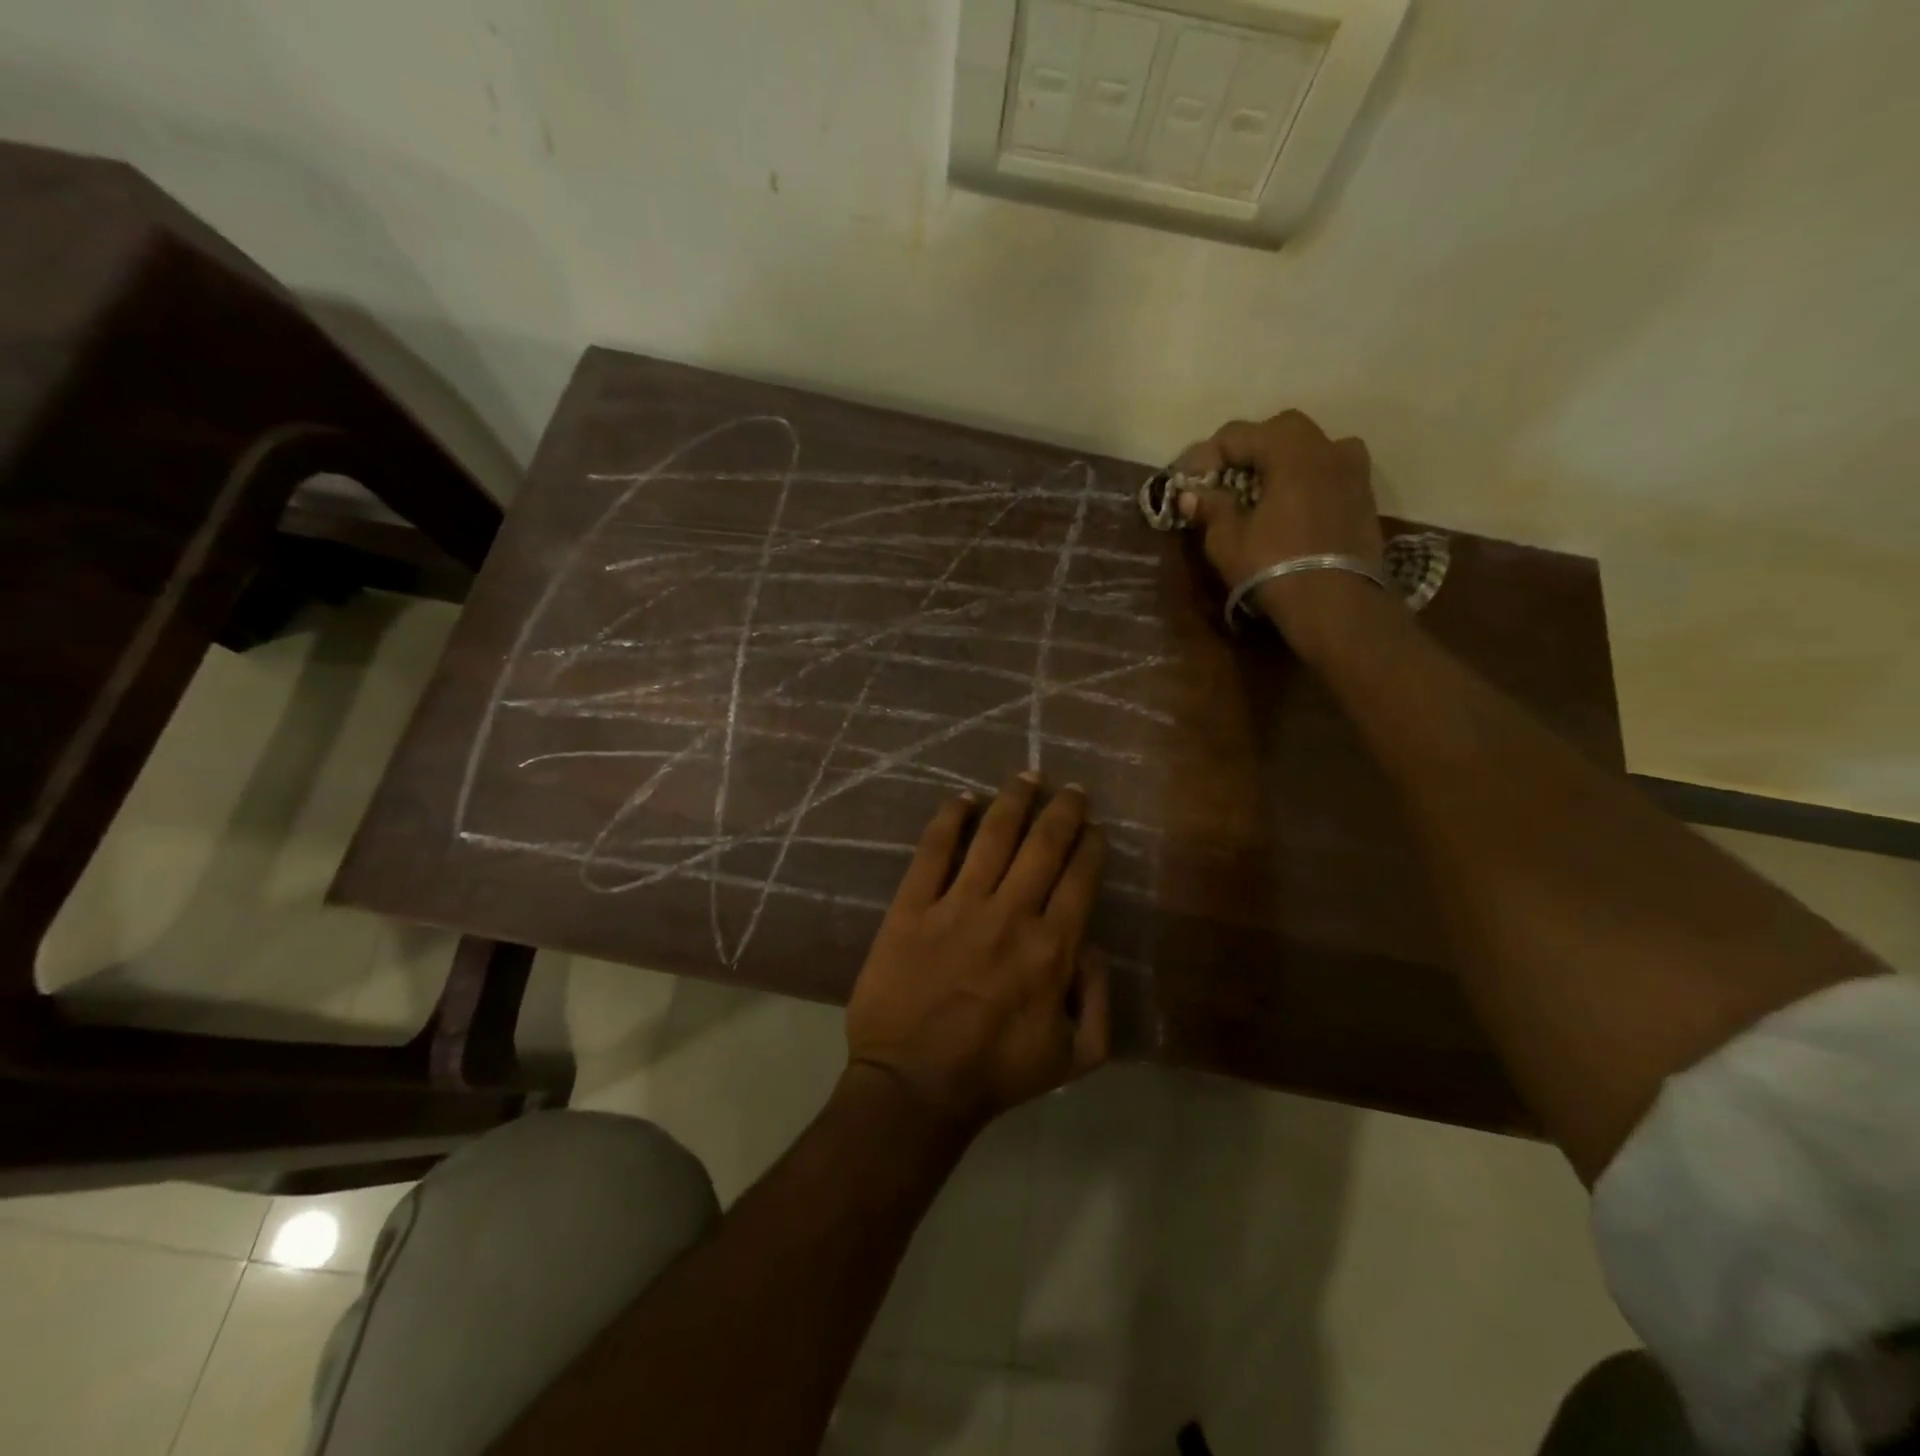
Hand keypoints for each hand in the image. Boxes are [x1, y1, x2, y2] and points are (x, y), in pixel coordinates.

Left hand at [845, 774, 1109, 1130]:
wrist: (914, 1086)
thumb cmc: (996, 1073)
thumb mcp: (1075, 1056)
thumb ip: (1100, 999)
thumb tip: (1094, 945)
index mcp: (1053, 948)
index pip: (1081, 877)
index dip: (1090, 845)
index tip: (1094, 827)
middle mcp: (1010, 914)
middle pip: (1044, 845)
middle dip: (1063, 809)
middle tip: (1070, 788)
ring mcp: (957, 905)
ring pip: (993, 836)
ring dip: (1014, 800)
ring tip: (1028, 776)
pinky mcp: (912, 907)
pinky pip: (933, 851)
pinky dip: (949, 819)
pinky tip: (962, 799)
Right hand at [1174, 410, 1386, 658]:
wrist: (1336, 604)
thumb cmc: (1274, 566)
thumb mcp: (1227, 540)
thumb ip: (1211, 508)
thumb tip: (1191, 494)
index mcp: (1289, 449)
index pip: (1237, 434)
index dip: (1204, 455)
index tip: (1185, 482)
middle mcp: (1326, 447)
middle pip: (1279, 431)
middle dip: (1246, 450)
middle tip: (1222, 479)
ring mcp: (1353, 470)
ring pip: (1311, 448)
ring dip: (1283, 460)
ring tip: (1262, 489)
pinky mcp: (1364, 497)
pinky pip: (1330, 473)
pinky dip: (1306, 480)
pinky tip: (1291, 506)